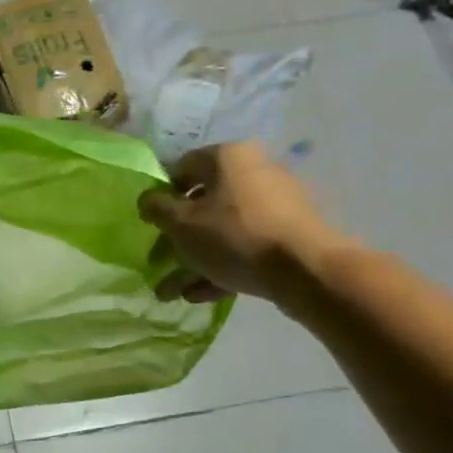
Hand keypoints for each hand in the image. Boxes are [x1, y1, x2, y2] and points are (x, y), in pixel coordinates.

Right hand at [138, 142, 342, 306]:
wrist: (305, 269)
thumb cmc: (233, 236)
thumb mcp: (180, 223)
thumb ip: (156, 208)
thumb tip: (148, 200)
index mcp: (227, 157)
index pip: (181, 167)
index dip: (161, 196)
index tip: (150, 225)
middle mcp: (254, 171)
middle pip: (202, 204)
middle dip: (177, 240)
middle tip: (160, 264)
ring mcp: (275, 203)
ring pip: (223, 230)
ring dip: (195, 260)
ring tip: (173, 293)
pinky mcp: (289, 233)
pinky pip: (246, 245)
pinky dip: (222, 266)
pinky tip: (202, 295)